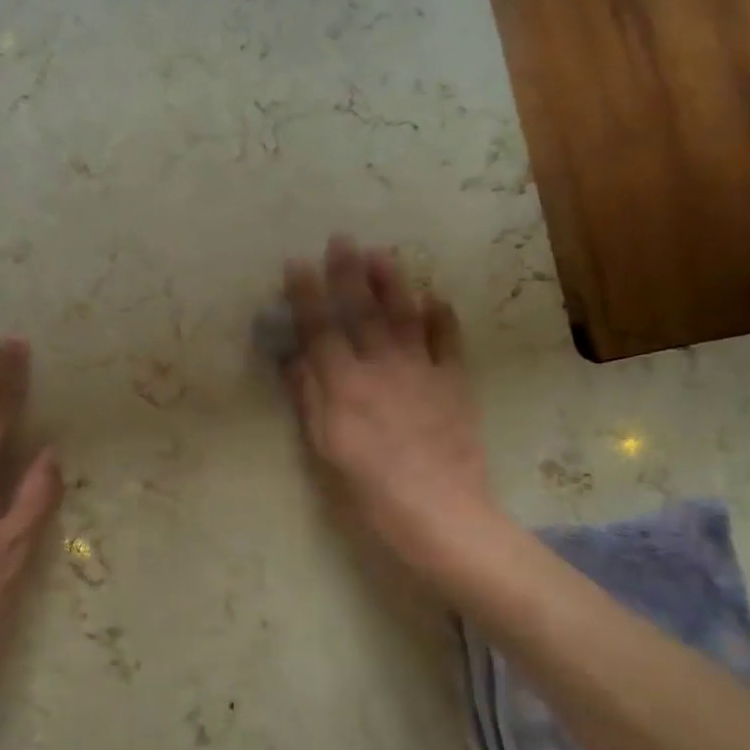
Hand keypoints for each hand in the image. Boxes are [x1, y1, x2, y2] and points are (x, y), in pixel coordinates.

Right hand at [282, 236, 493, 584]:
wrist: (439, 510)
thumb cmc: (369, 489)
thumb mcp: (324, 449)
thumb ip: (309, 398)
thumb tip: (295, 357)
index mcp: (344, 384)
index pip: (320, 329)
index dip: (307, 295)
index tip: (297, 263)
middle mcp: (381, 367)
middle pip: (362, 312)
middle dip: (349, 274)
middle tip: (342, 239)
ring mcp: (422, 371)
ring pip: (405, 316)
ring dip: (393, 283)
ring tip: (383, 254)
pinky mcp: (454, 383)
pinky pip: (448, 342)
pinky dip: (442, 318)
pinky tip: (436, 298)